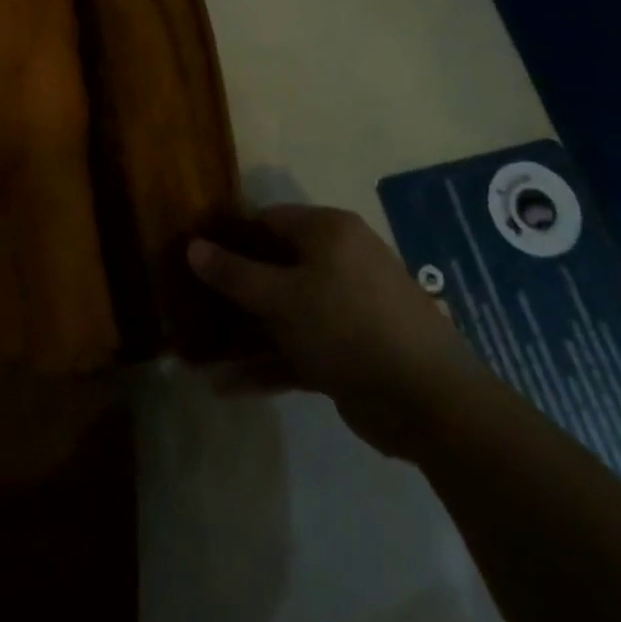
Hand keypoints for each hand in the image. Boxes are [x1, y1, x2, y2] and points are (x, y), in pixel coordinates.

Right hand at [188, 204, 484, 459]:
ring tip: (199, 351)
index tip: (194, 256)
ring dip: (245, 333)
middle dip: (233, 290)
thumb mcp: (282, 297)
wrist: (430, 401)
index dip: (229, 235)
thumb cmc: (348, 326)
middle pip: (274, 266)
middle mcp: (337, 261)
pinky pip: (299, 348)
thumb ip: (234, 274)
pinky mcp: (348, 352)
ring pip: (284, 312)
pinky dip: (268, 364)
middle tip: (191, 303)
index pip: (267, 220)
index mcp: (327, 232)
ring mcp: (344, 308)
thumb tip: (192, 246)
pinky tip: (227, 386)